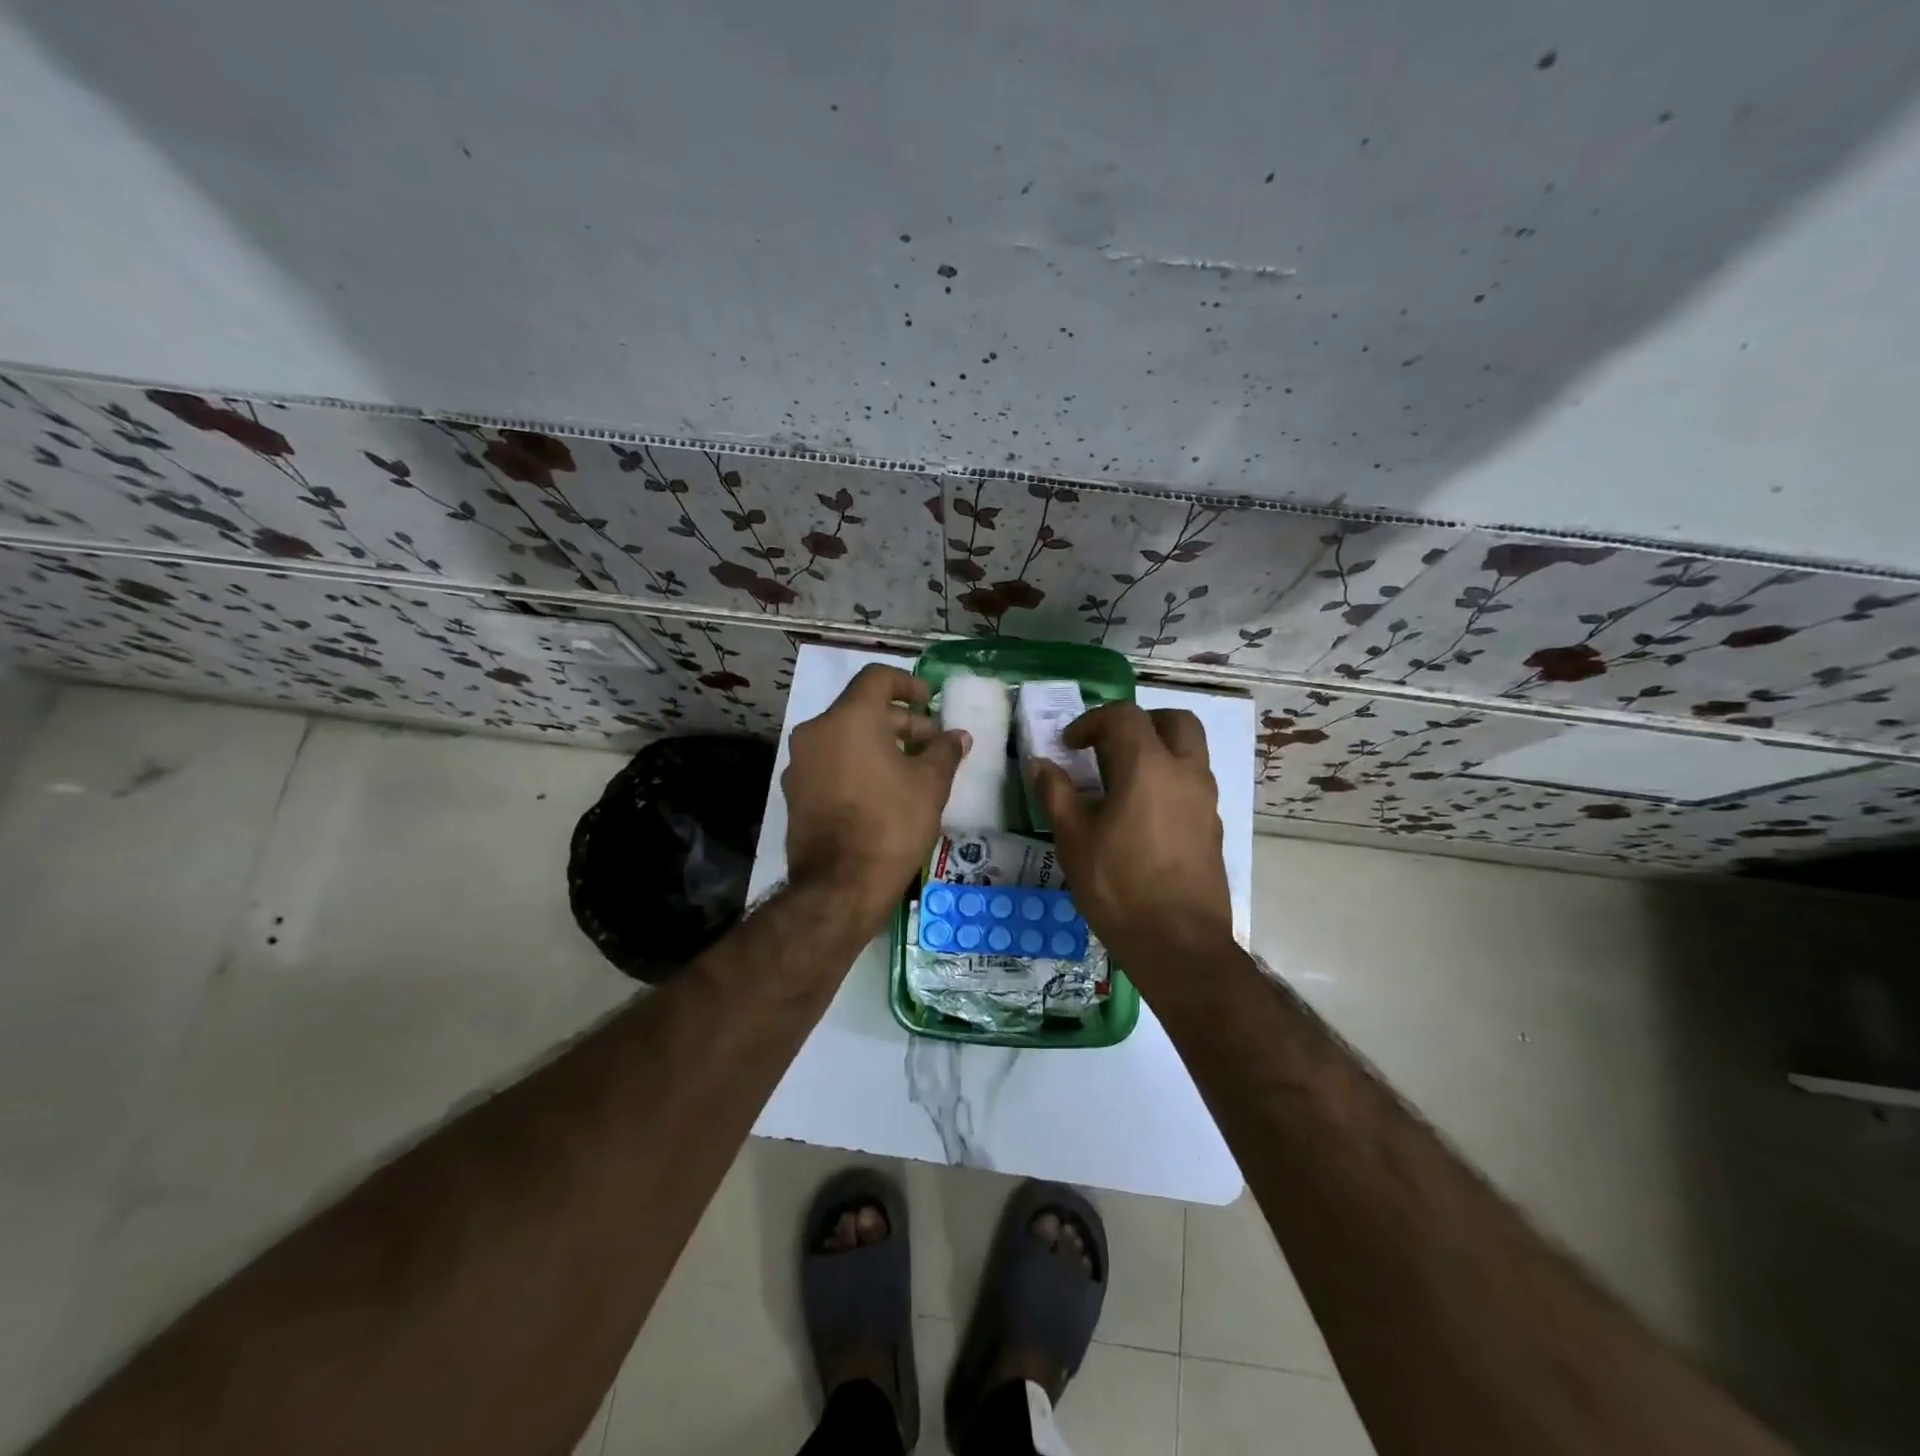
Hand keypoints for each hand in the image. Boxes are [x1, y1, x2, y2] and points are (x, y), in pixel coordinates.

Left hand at [783, 664, 970, 929]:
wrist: (840, 885)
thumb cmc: (891, 824)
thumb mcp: (930, 785)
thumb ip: (944, 751)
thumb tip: (958, 736)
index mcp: (848, 718)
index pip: (877, 678)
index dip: (908, 684)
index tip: (930, 701)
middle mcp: (817, 731)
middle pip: (861, 709)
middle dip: (900, 721)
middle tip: (931, 743)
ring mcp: (800, 763)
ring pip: (844, 737)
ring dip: (878, 743)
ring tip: (910, 768)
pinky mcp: (795, 792)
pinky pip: (831, 762)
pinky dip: (856, 763)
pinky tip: (882, 789)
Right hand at [1031, 702, 1234, 978]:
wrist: (1178, 944)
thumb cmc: (1119, 887)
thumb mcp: (1074, 839)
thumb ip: (1056, 793)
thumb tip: (1041, 764)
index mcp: (1149, 767)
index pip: (1124, 716)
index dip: (1093, 721)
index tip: (1070, 745)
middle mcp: (1186, 773)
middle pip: (1175, 721)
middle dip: (1141, 723)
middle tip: (1110, 746)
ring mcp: (1206, 801)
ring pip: (1191, 751)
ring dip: (1159, 750)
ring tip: (1123, 781)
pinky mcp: (1213, 827)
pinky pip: (1194, 784)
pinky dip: (1170, 780)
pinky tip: (1143, 816)